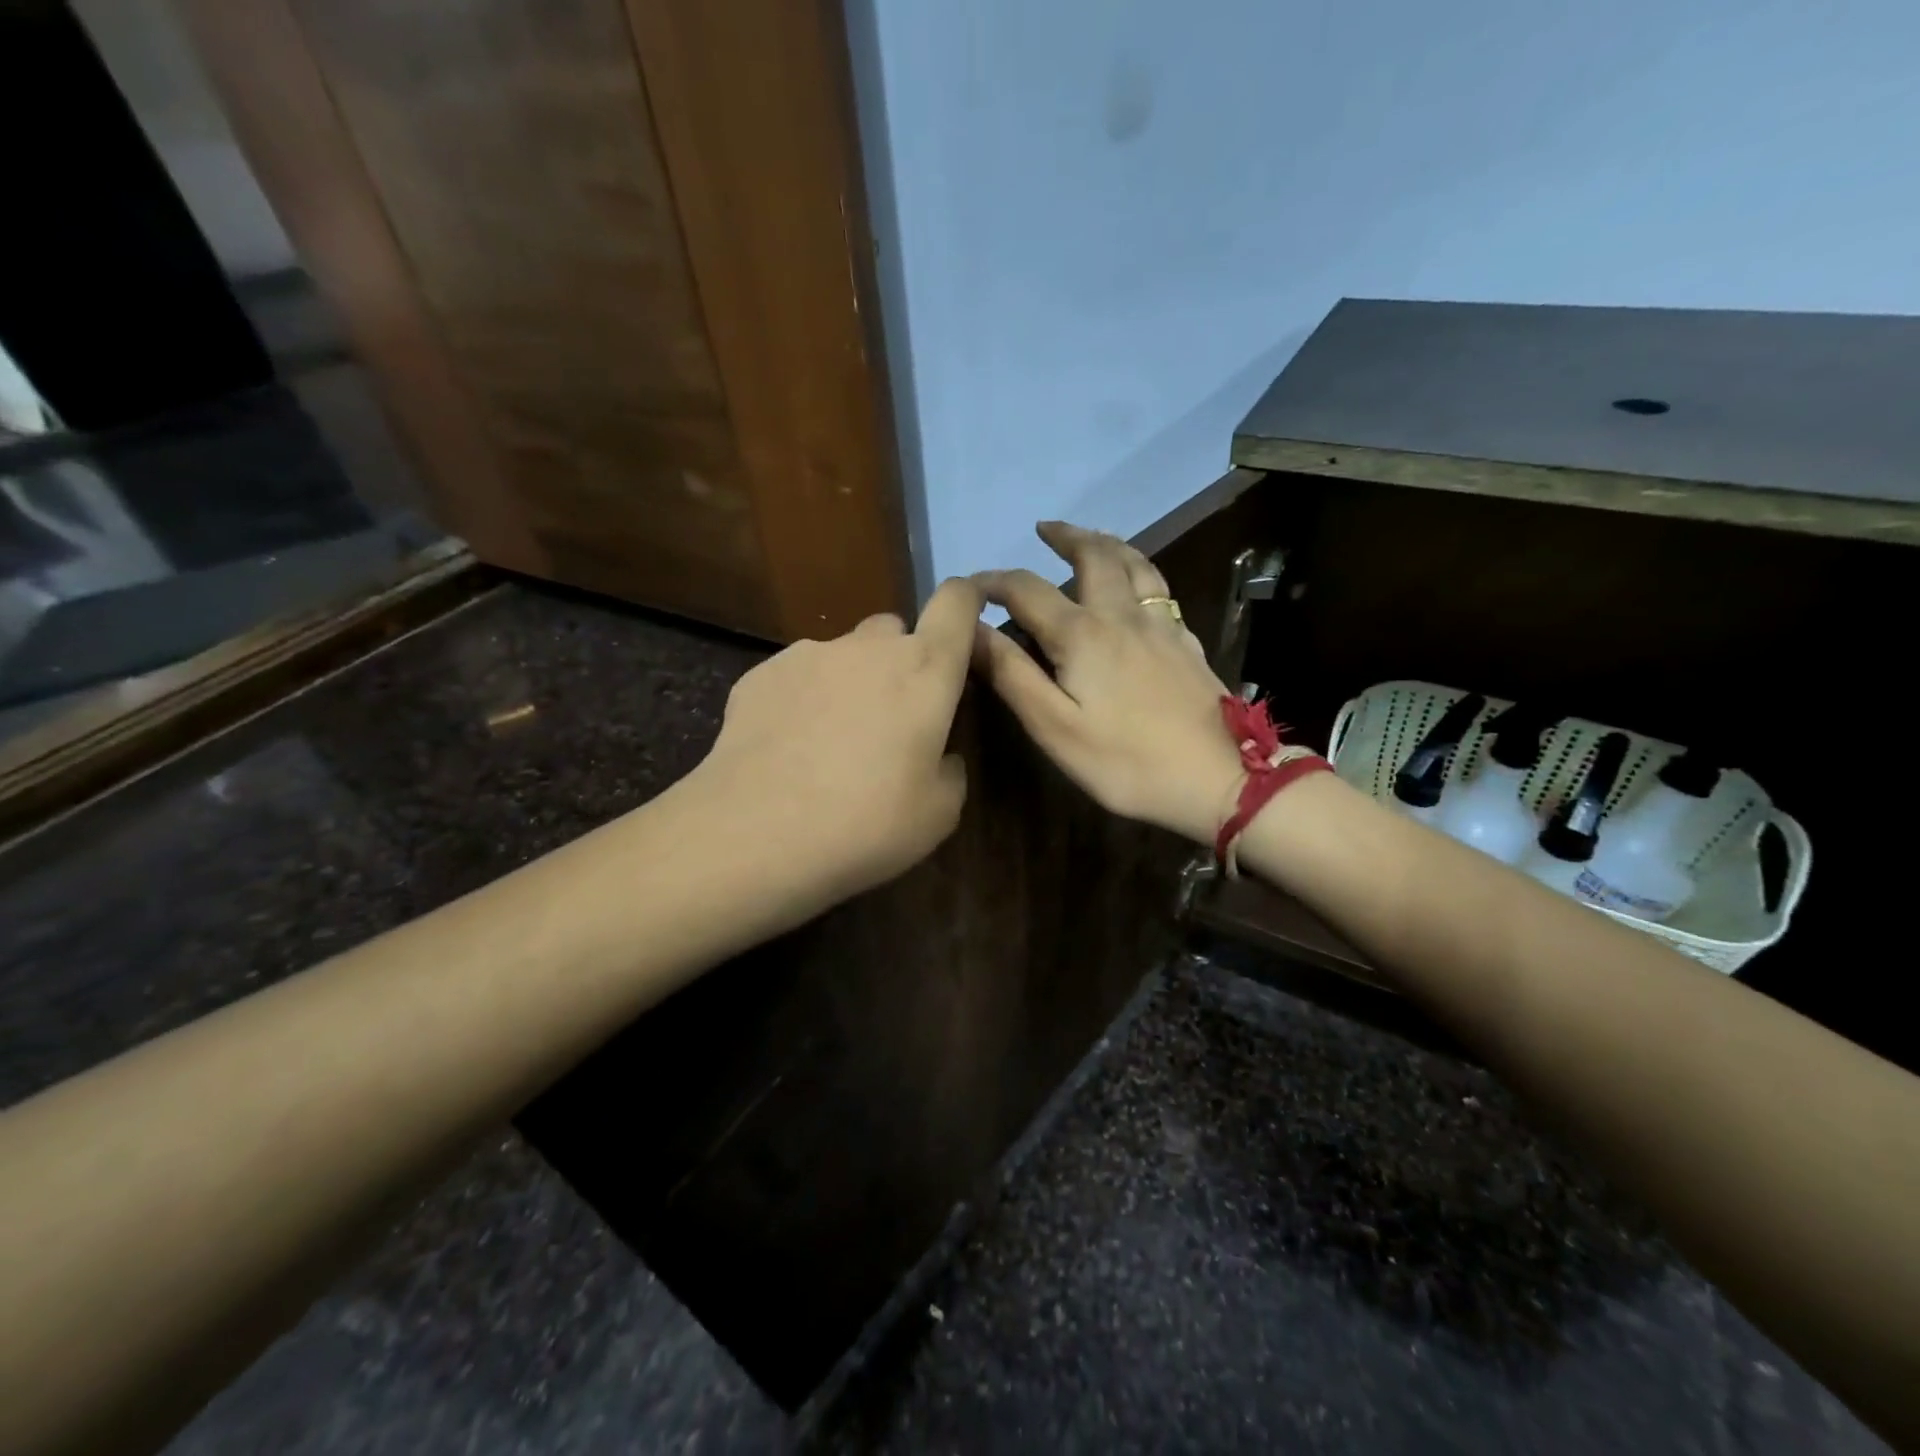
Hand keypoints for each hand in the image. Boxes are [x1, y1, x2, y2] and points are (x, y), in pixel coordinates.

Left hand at [692, 577, 981, 917]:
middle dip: (900, 662)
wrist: (756, 833)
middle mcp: (868, 646)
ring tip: (830, 742)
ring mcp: (809, 654)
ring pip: (844, 653)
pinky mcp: (761, 673)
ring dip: (850, 681)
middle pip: (895, 629)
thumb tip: (939, 755)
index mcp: (925, 669)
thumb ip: (951, 768)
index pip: (956, 602)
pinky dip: (803, 699)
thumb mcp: (939, 813)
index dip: (966, 602)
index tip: (964, 628)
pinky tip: (788, 748)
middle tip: (891, 718)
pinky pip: (798, 675)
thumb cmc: (867, 822)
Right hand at [973, 522, 1241, 844]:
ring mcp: (1162, 626)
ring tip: (1091, 539)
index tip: (970, 584)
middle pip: (1094, 556)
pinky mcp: (1187, 643)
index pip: (1026, 590)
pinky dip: (1139, 572)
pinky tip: (1137, 589)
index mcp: (1082, 633)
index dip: (993, 582)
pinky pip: (1159, 589)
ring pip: (1135, 564)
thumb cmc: (1125, 761)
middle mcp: (1122, 615)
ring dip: (1107, 543)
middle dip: (1065, 537)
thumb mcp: (1054, 727)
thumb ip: (1011, 674)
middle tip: (1044, 530)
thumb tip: (971, 629)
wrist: (1218, 778)